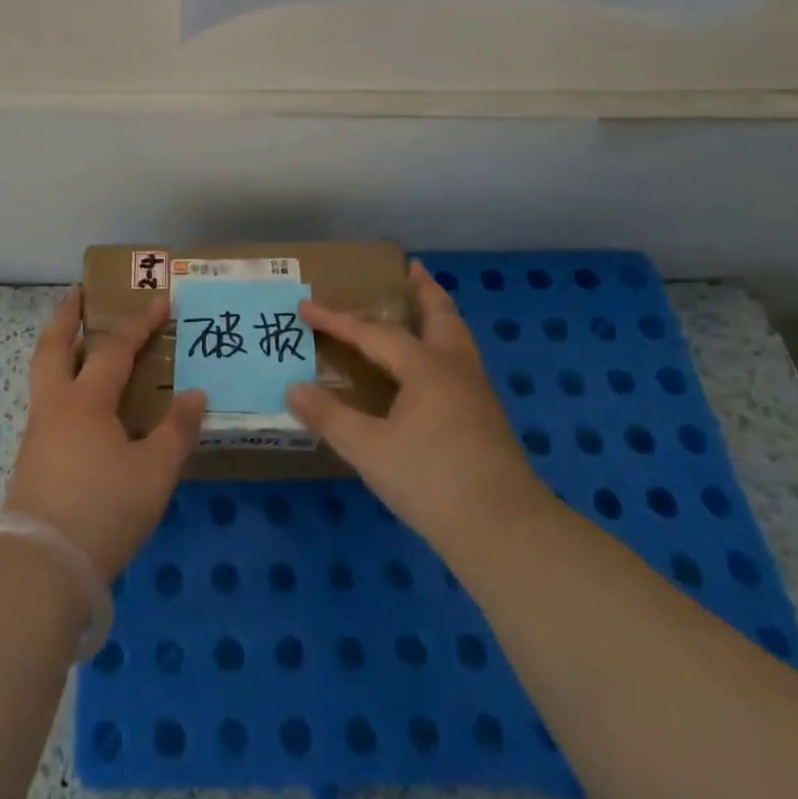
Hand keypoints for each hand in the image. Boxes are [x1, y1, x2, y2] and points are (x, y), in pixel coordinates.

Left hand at [3, 288, 206, 581]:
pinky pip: (47, 402)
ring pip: (43, 374)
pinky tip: (80, 404)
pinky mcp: (32, 459)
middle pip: (53, 346)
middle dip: (67, 315)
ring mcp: (38, 432)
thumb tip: (196, 394)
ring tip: (79, 342)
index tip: (161, 301)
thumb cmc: (104, 509)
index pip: (115, 349)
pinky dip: (61, 383)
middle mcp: (55, 406)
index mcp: (86, 401)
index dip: (140, 323)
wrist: (42, 565)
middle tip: (79, 293)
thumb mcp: (154, 472)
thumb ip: (176, 430)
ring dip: (59, 347)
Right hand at [286, 261, 546, 554]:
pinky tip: (432, 369)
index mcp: (426, 367)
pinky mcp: (485, 418)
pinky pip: (461, 362)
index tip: (306, 305)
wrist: (504, 529)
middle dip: (424, 291)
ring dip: (439, 316)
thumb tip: (293, 388)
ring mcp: (476, 393)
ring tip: (425, 307)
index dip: (337, 319)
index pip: (373, 333)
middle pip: (440, 316)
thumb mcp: (369, 450)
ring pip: (457, 338)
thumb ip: (330, 417)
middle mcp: (455, 369)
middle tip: (411, 269)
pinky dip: (444, 345)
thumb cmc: (431, 480)